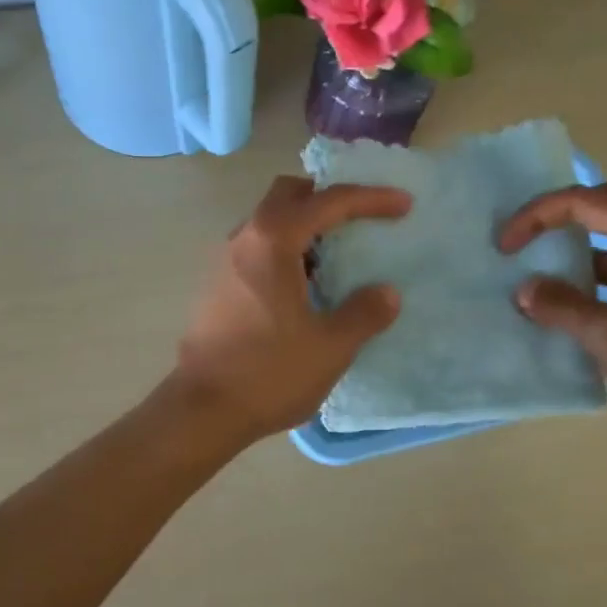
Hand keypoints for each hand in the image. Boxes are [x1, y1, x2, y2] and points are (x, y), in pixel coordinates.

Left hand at [170, 176, 410, 442]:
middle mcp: (243, 239)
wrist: (203, 410)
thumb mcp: (331, 347)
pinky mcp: (216, 286)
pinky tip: (305, 287)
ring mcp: (224, 262)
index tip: (403, 204)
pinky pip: (257, 250)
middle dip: (327, 197)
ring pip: (268, 222)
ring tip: (337, 256)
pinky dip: (286, 251)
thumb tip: (386, 293)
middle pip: (288, 195)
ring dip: (304, 226)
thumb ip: (364, 313)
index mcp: (272, 241)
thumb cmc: (269, 373)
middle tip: (360, 218)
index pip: (328, 201)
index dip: (370, 198)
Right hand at [499, 179, 606, 442]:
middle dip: (564, 213)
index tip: (506, 246)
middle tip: (530, 238)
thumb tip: (526, 289)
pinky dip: (599, 272)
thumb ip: (562, 307)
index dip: (538, 215)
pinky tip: (581, 305)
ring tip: (548, 275)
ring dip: (582, 246)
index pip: (586, 201)